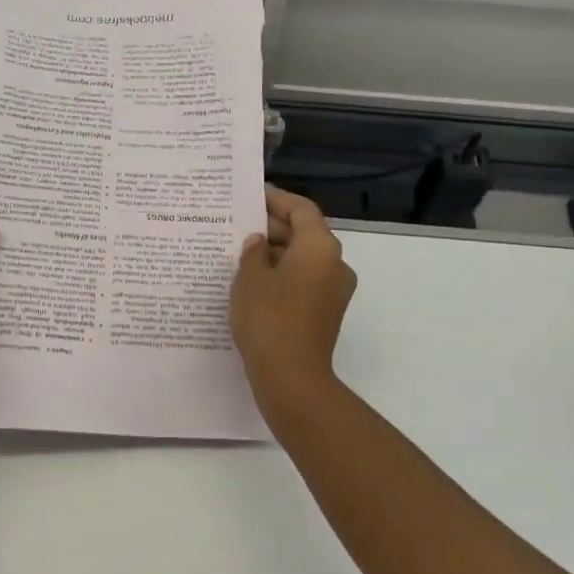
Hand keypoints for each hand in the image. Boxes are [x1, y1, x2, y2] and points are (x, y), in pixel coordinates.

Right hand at [232, 185, 356, 404]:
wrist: (292, 378)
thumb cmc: (269, 319)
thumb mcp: (250, 278)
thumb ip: (253, 252)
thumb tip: (259, 242)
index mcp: (320, 247)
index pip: (301, 209)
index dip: (277, 199)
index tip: (252, 195)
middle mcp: (335, 264)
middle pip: (305, 233)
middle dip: (273, 227)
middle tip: (238, 224)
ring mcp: (333, 291)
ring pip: (303, 259)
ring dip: (275, 253)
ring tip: (239, 253)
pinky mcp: (325, 313)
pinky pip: (303, 282)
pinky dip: (282, 275)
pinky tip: (252, 282)